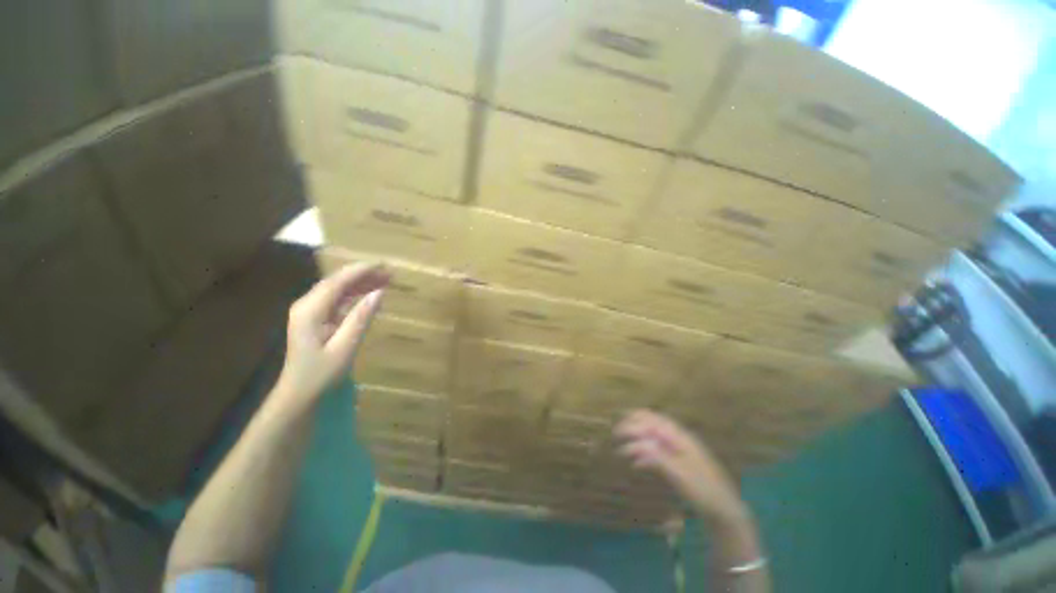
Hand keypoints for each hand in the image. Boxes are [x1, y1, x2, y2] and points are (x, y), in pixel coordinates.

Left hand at [276, 263, 388, 406]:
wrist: (299, 393)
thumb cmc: (321, 373)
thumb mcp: (345, 347)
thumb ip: (361, 317)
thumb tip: (379, 293)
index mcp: (311, 311)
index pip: (337, 282)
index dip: (360, 271)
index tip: (382, 265)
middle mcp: (307, 305)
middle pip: (337, 282)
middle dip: (363, 274)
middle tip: (389, 272)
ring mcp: (310, 311)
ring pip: (337, 289)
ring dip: (360, 283)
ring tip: (385, 279)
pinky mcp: (316, 317)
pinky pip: (337, 299)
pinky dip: (355, 294)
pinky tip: (370, 293)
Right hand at [615, 410, 745, 523]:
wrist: (723, 508)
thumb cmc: (702, 489)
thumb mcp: (679, 474)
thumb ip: (657, 457)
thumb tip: (635, 444)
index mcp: (680, 437)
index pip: (653, 421)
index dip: (634, 422)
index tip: (618, 430)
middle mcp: (679, 438)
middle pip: (653, 423)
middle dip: (633, 425)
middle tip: (616, 433)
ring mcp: (680, 449)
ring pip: (654, 435)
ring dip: (638, 438)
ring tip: (623, 448)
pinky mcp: (679, 461)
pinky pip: (658, 450)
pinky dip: (645, 452)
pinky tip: (636, 462)